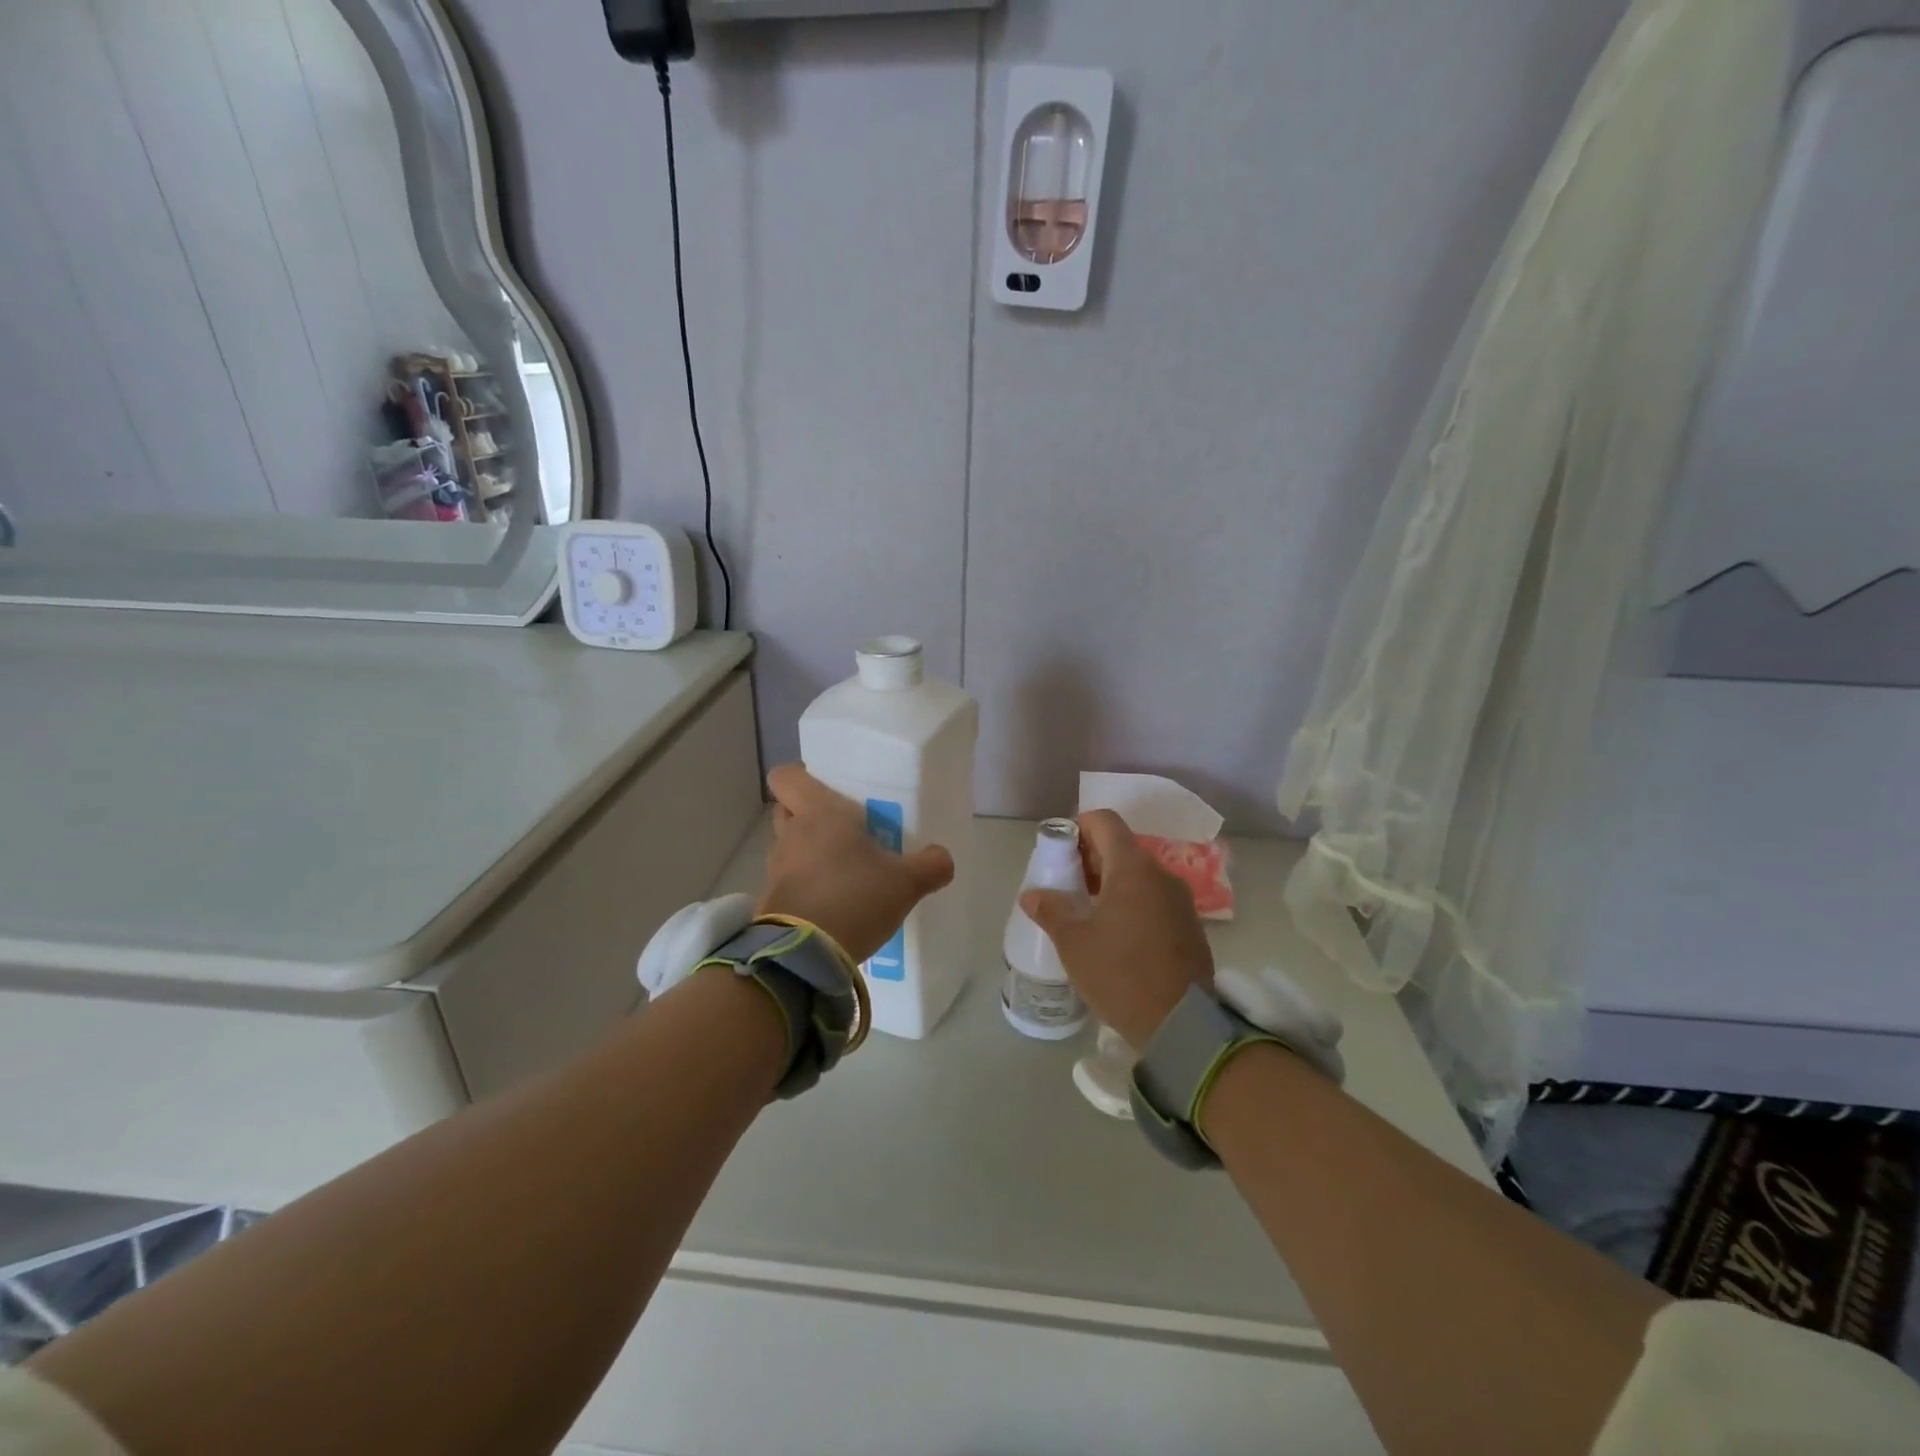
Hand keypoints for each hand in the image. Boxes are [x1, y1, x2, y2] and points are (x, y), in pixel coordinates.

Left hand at [759, 764, 954, 963]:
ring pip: (788, 847)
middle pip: (787, 810)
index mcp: (818, 813)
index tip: (827, 789)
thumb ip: (930, 865)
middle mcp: (791, 834)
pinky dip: (805, 888)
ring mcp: (775, 870)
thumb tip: (943, 859)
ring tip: (843, 871)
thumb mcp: (906, 882)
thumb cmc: (855, 898)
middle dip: (809, 816)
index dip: (801, 778)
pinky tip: (833, 904)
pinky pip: (788, 883)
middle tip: (843, 829)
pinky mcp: (771, 903)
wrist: (806, 956)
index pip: (786, 776)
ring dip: (808, 854)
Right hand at [1019, 809, 1213, 1048]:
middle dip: (1090, 859)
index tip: (1060, 853)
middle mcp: (1161, 874)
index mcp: (1132, 868)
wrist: (1182, 1024)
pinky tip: (1117, 935)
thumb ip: (1051, 910)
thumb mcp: (1074, 943)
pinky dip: (1132, 903)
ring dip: (1111, 883)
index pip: (1104, 821)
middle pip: (1121, 847)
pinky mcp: (1190, 924)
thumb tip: (1032, 894)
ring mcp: (1180, 899)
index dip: (1078, 828)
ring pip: (1139, 874)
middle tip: (1066, 887)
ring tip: (1087, 913)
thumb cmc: (1120, 974)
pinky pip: (1155, 898)